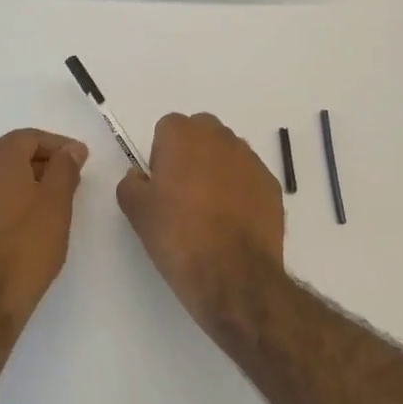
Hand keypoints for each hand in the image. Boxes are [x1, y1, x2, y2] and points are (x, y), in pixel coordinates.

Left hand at [0, 129, 88, 324]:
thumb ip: (65, 168)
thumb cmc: (26, 245)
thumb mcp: (57, 203)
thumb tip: (71, 149)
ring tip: (54, 201)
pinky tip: (28, 220)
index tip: (82, 160)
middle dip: (43, 161)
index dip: (59, 145)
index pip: (30, 137)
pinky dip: (10, 197)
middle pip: (12, 152)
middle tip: (71, 179)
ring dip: (27, 180)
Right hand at [117, 113, 285, 329]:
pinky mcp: (272, 184)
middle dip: (192, 154)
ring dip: (218, 170)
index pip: (168, 128)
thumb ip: (130, 184)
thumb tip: (139, 176)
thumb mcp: (137, 212)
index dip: (161, 155)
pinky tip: (233, 223)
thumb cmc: (178, 236)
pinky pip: (249, 178)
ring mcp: (251, 160)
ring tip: (211, 212)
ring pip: (228, 154)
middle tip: (183, 194)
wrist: (233, 275)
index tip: (161, 185)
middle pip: (201, 134)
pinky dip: (241, 191)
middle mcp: (220, 137)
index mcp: (184, 135)